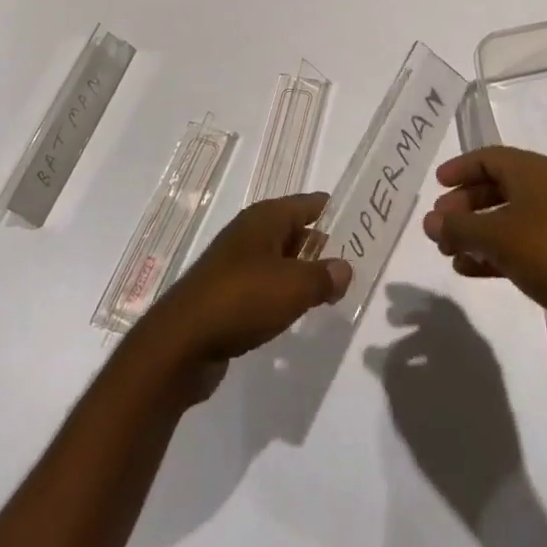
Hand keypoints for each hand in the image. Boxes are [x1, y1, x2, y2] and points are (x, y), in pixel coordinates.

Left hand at [136, 193, 350, 397]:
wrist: (182, 343)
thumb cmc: (242, 300)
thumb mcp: (293, 287)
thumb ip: (324, 276)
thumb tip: (344, 268)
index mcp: (265, 218)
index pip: (310, 204)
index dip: (337, 212)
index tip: (365, 224)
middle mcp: (250, 233)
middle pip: (296, 231)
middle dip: (324, 247)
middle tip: (357, 265)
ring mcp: (237, 263)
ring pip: (282, 261)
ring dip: (304, 274)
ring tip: (335, 291)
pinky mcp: (228, 294)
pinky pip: (266, 286)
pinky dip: (284, 295)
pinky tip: (298, 312)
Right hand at [421, 147, 546, 350]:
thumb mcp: (495, 236)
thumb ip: (458, 227)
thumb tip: (429, 221)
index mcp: (533, 171)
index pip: (488, 158)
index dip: (460, 169)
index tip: (436, 186)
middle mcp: (546, 188)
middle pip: (495, 188)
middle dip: (464, 206)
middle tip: (439, 225)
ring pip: (506, 218)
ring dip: (475, 232)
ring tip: (447, 251)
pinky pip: (519, 243)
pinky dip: (494, 251)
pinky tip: (469, 270)